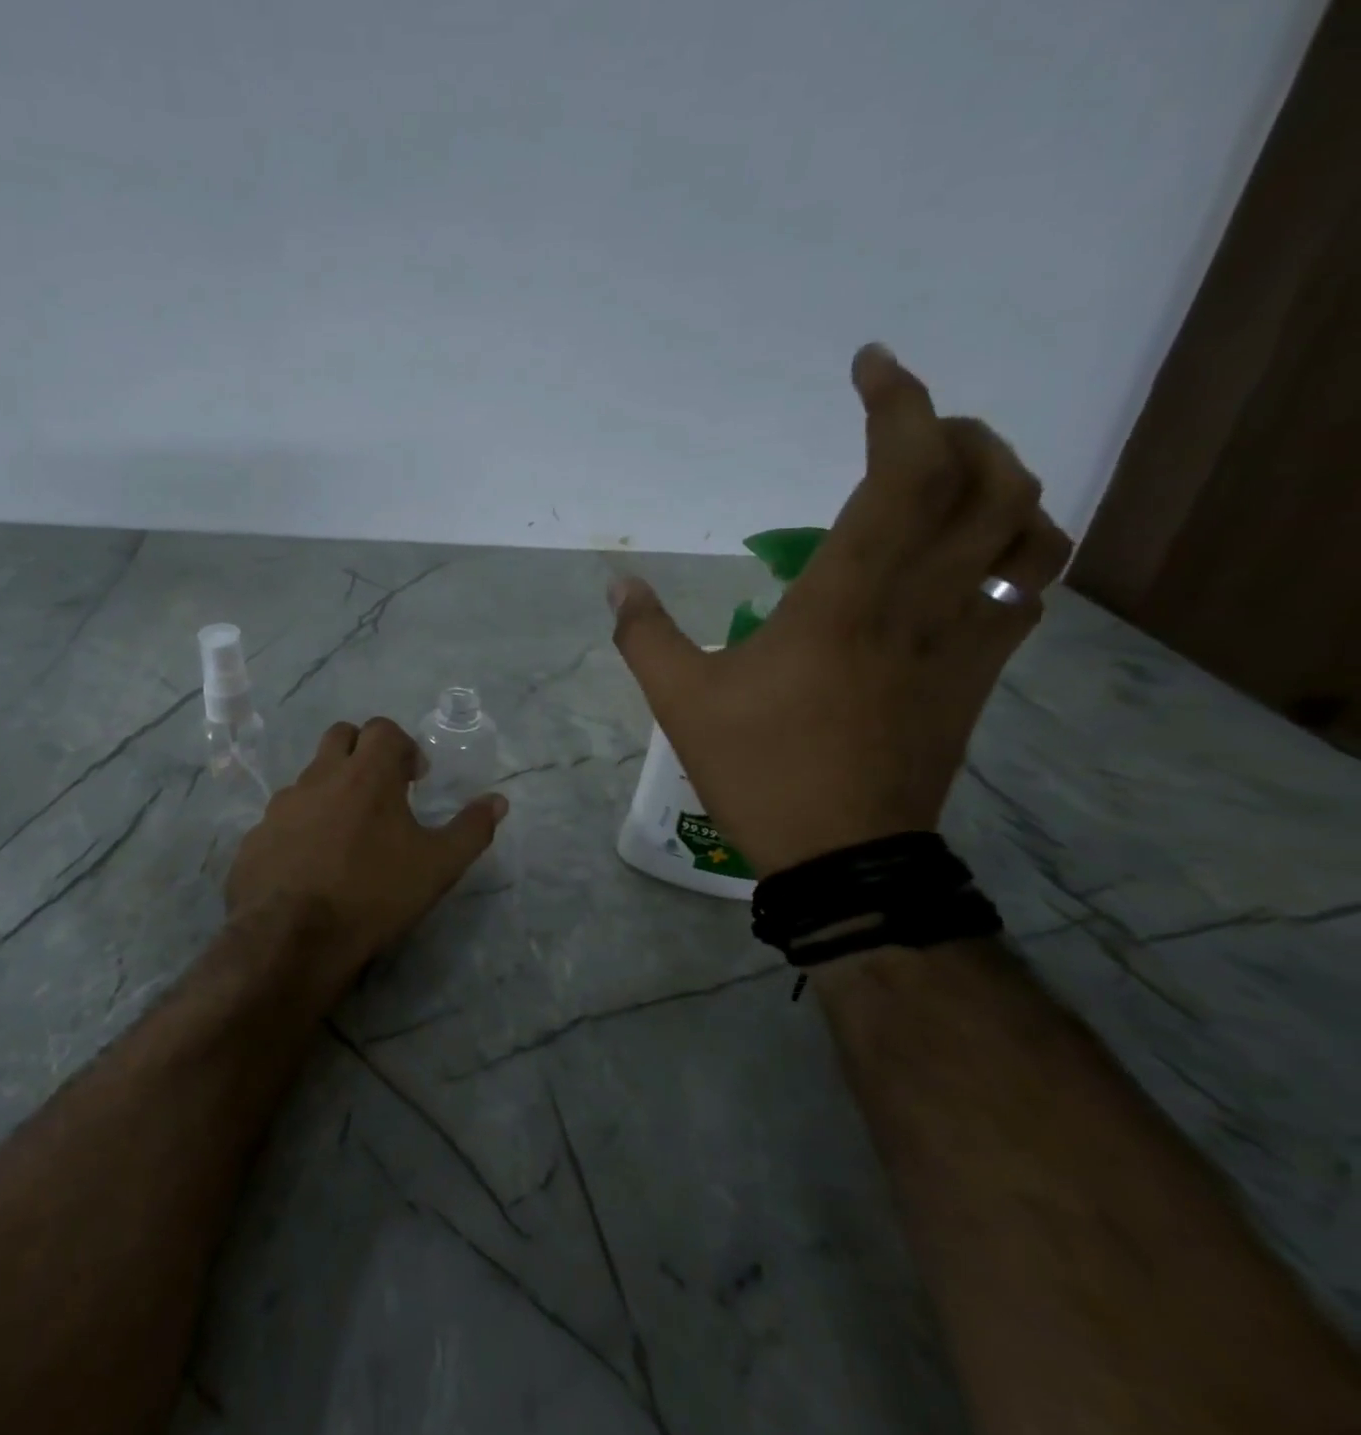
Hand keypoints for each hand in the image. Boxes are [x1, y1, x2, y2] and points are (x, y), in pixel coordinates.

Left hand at [225, 717, 507, 1001]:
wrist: (291, 940)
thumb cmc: (373, 895)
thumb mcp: (438, 867)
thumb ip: (471, 829)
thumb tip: (498, 801)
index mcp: (366, 774)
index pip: (383, 729)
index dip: (403, 746)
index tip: (414, 779)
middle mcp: (320, 777)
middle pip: (341, 736)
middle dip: (363, 751)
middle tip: (380, 790)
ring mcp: (281, 805)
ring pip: (310, 777)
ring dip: (331, 789)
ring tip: (346, 834)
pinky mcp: (256, 835)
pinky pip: (283, 817)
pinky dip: (302, 826)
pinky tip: (311, 863)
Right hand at [611, 344, 1073, 875]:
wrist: (843, 854)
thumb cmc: (760, 770)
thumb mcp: (680, 702)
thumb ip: (644, 635)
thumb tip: (617, 586)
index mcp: (844, 597)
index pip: (902, 470)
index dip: (898, 402)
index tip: (871, 366)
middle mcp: (921, 599)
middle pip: (989, 479)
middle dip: (957, 431)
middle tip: (905, 431)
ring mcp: (965, 636)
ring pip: (1029, 526)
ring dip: (1001, 479)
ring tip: (949, 479)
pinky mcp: (982, 672)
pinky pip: (1031, 584)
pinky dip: (1018, 543)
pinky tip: (975, 551)